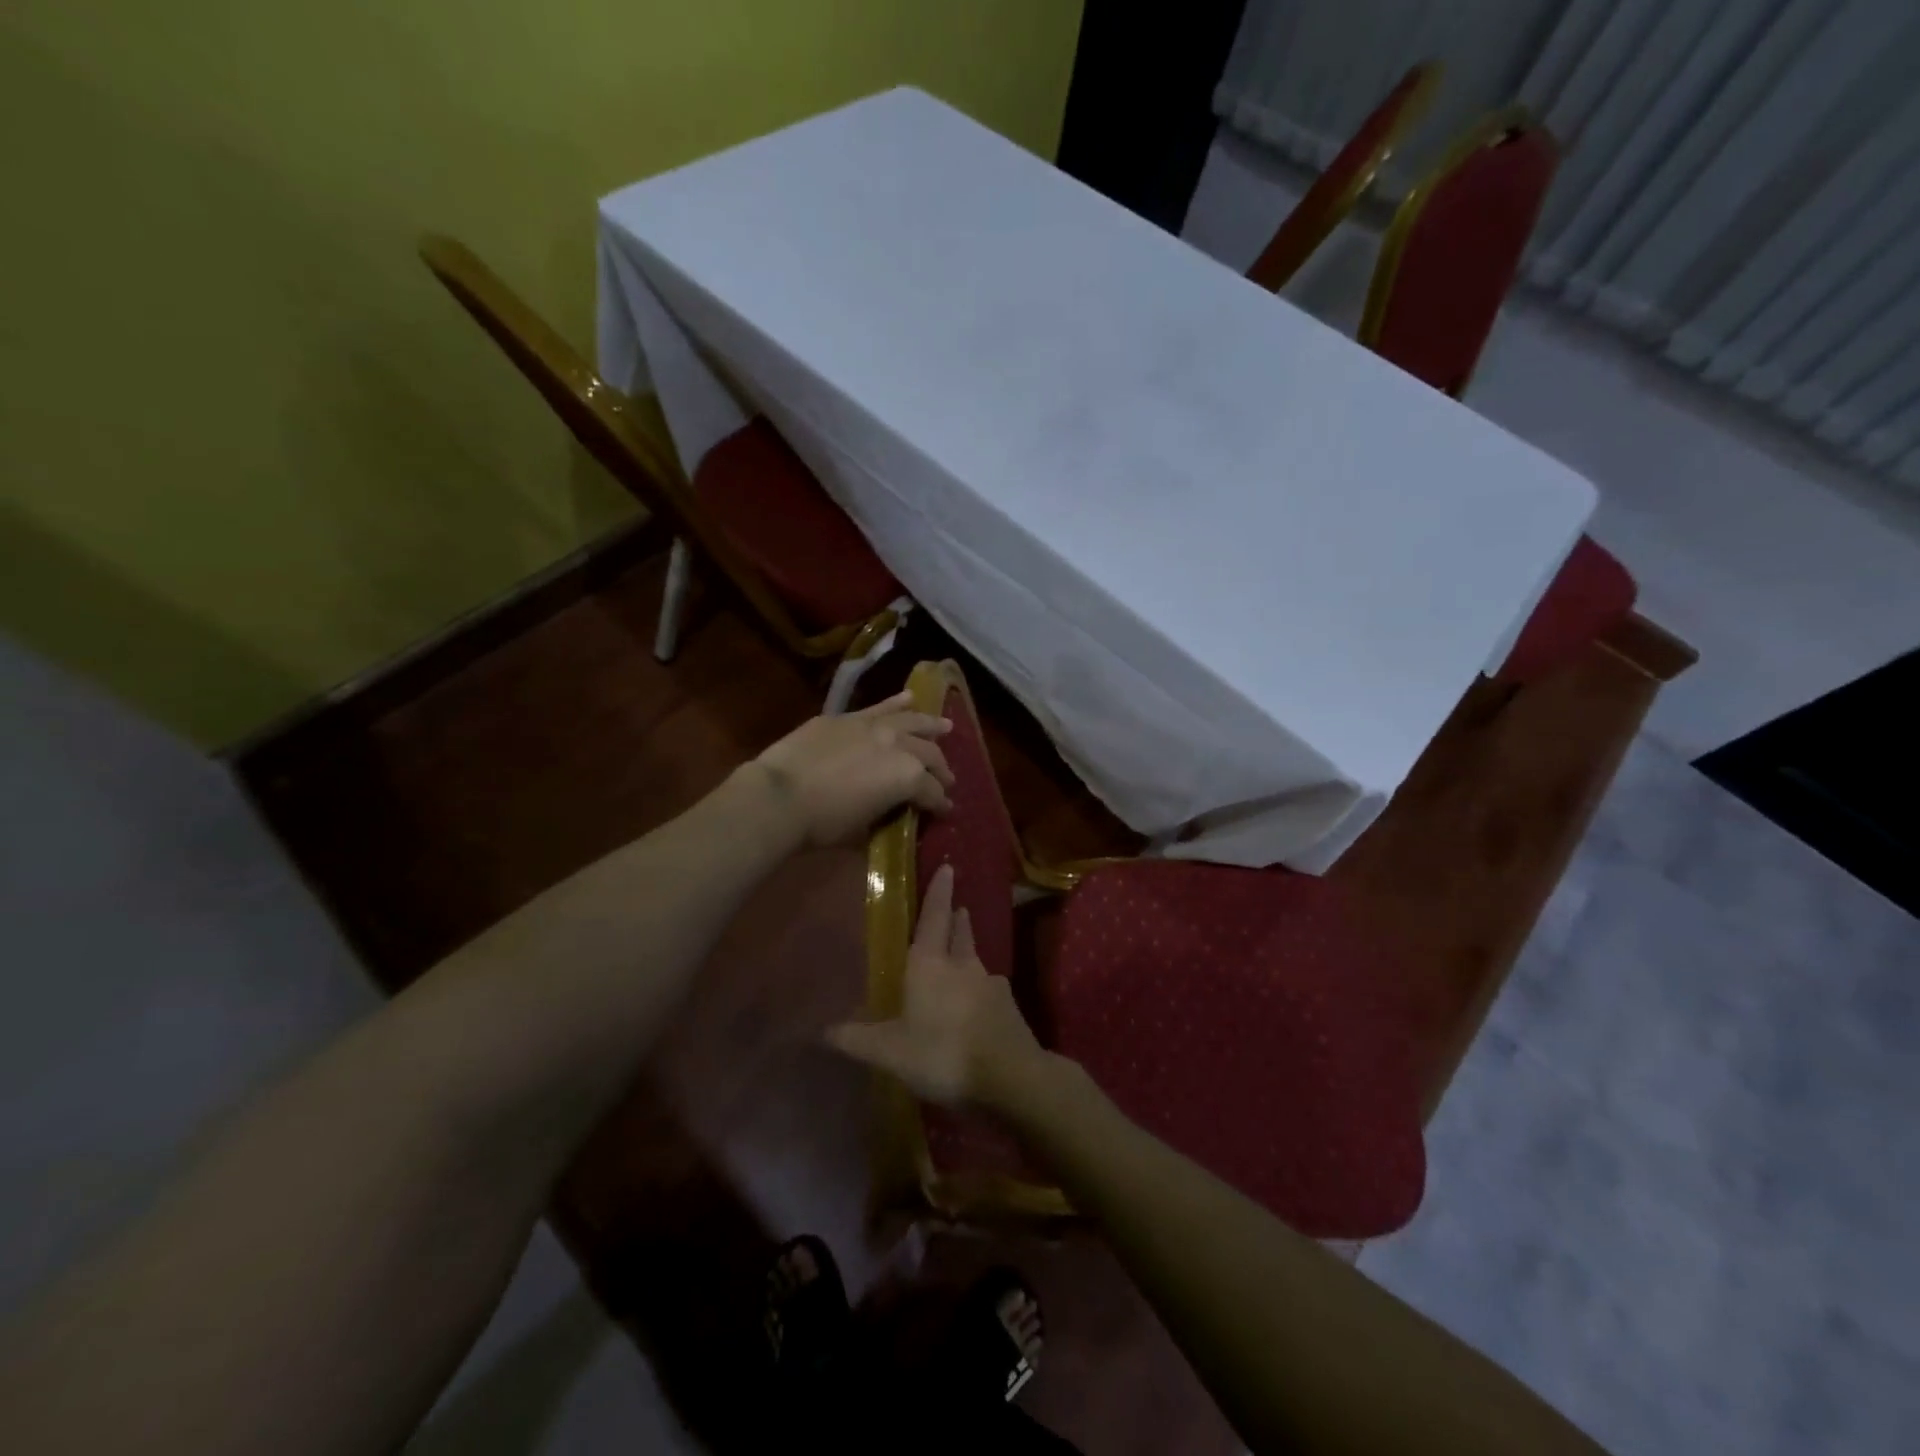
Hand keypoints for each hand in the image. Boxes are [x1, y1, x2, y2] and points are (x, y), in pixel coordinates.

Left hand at [749, 692, 953, 847]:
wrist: (779, 795)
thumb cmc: (823, 823)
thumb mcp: (862, 830)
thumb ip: (884, 817)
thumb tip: (891, 813)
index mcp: (908, 778)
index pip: (933, 793)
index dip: (941, 804)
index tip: (945, 811)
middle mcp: (899, 746)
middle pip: (929, 755)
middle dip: (941, 770)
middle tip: (946, 780)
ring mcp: (874, 726)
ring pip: (912, 721)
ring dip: (931, 726)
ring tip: (945, 727)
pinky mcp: (848, 717)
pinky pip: (880, 707)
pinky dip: (897, 702)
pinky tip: (910, 698)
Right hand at [826, 864, 1047, 1110]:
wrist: (1010, 1078)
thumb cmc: (942, 1053)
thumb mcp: (889, 1052)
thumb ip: (856, 1039)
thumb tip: (822, 1030)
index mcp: (930, 964)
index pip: (934, 917)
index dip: (938, 892)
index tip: (948, 868)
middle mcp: (963, 966)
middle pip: (960, 933)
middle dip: (956, 919)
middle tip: (956, 909)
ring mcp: (991, 985)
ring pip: (976, 960)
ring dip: (968, 952)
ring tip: (963, 956)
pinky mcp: (1009, 1008)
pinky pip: (990, 990)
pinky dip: (981, 990)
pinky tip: (977, 1005)